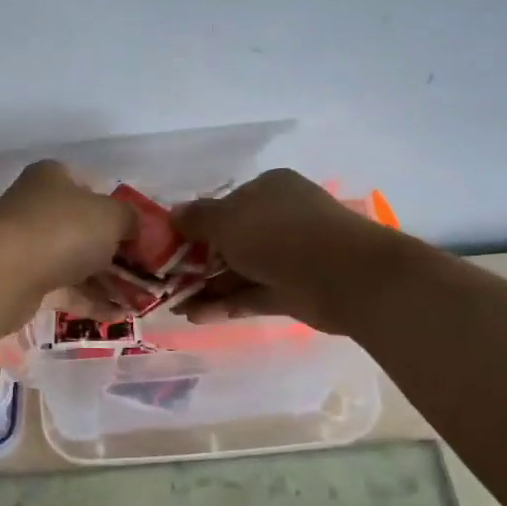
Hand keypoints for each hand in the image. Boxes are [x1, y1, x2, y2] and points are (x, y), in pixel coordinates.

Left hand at [0, 160, 134, 310]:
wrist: (5, 274)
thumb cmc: (63, 230)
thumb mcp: (111, 216)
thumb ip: (130, 219)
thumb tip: (134, 228)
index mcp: (53, 178)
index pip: (92, 187)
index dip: (119, 209)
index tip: (141, 234)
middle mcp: (37, 207)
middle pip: (85, 228)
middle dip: (117, 252)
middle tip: (146, 272)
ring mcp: (28, 245)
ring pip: (75, 261)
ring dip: (107, 281)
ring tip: (139, 301)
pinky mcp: (23, 280)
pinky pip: (64, 289)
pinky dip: (90, 301)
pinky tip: (119, 316)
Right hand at [175, 169, 396, 332]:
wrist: (342, 275)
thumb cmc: (278, 234)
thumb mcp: (227, 219)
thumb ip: (197, 218)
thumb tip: (174, 214)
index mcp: (268, 190)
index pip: (225, 204)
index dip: (195, 225)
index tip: (167, 245)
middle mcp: (278, 220)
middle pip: (230, 240)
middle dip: (197, 262)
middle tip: (165, 280)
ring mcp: (287, 257)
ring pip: (239, 271)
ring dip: (206, 287)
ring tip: (171, 305)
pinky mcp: (291, 291)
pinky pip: (251, 295)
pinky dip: (224, 304)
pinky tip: (194, 315)